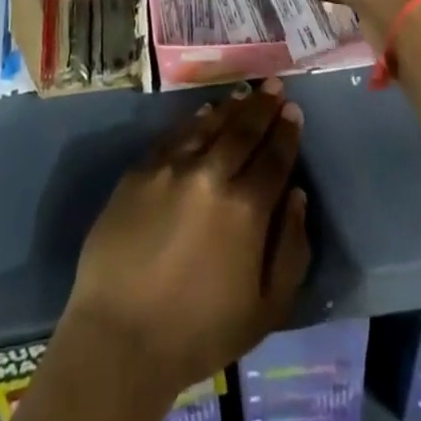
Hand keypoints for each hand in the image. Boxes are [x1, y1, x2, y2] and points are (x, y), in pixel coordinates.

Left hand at [60, 81, 310, 402]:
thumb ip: (291, 249)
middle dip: (263, 106)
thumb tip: (298, 196)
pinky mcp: (141, 169)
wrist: (121, 336)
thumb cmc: (200, 332)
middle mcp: (211, 174)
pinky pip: (175, 134)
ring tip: (245, 92)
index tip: (293, 110)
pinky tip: (204, 111)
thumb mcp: (266, 309)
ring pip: (209, 124)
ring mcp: (172, 167)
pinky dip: (195, 119)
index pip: (274, 158)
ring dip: (231, 106)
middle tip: (274, 85)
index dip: (286, 132)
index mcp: (246, 209)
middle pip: (243, 130)